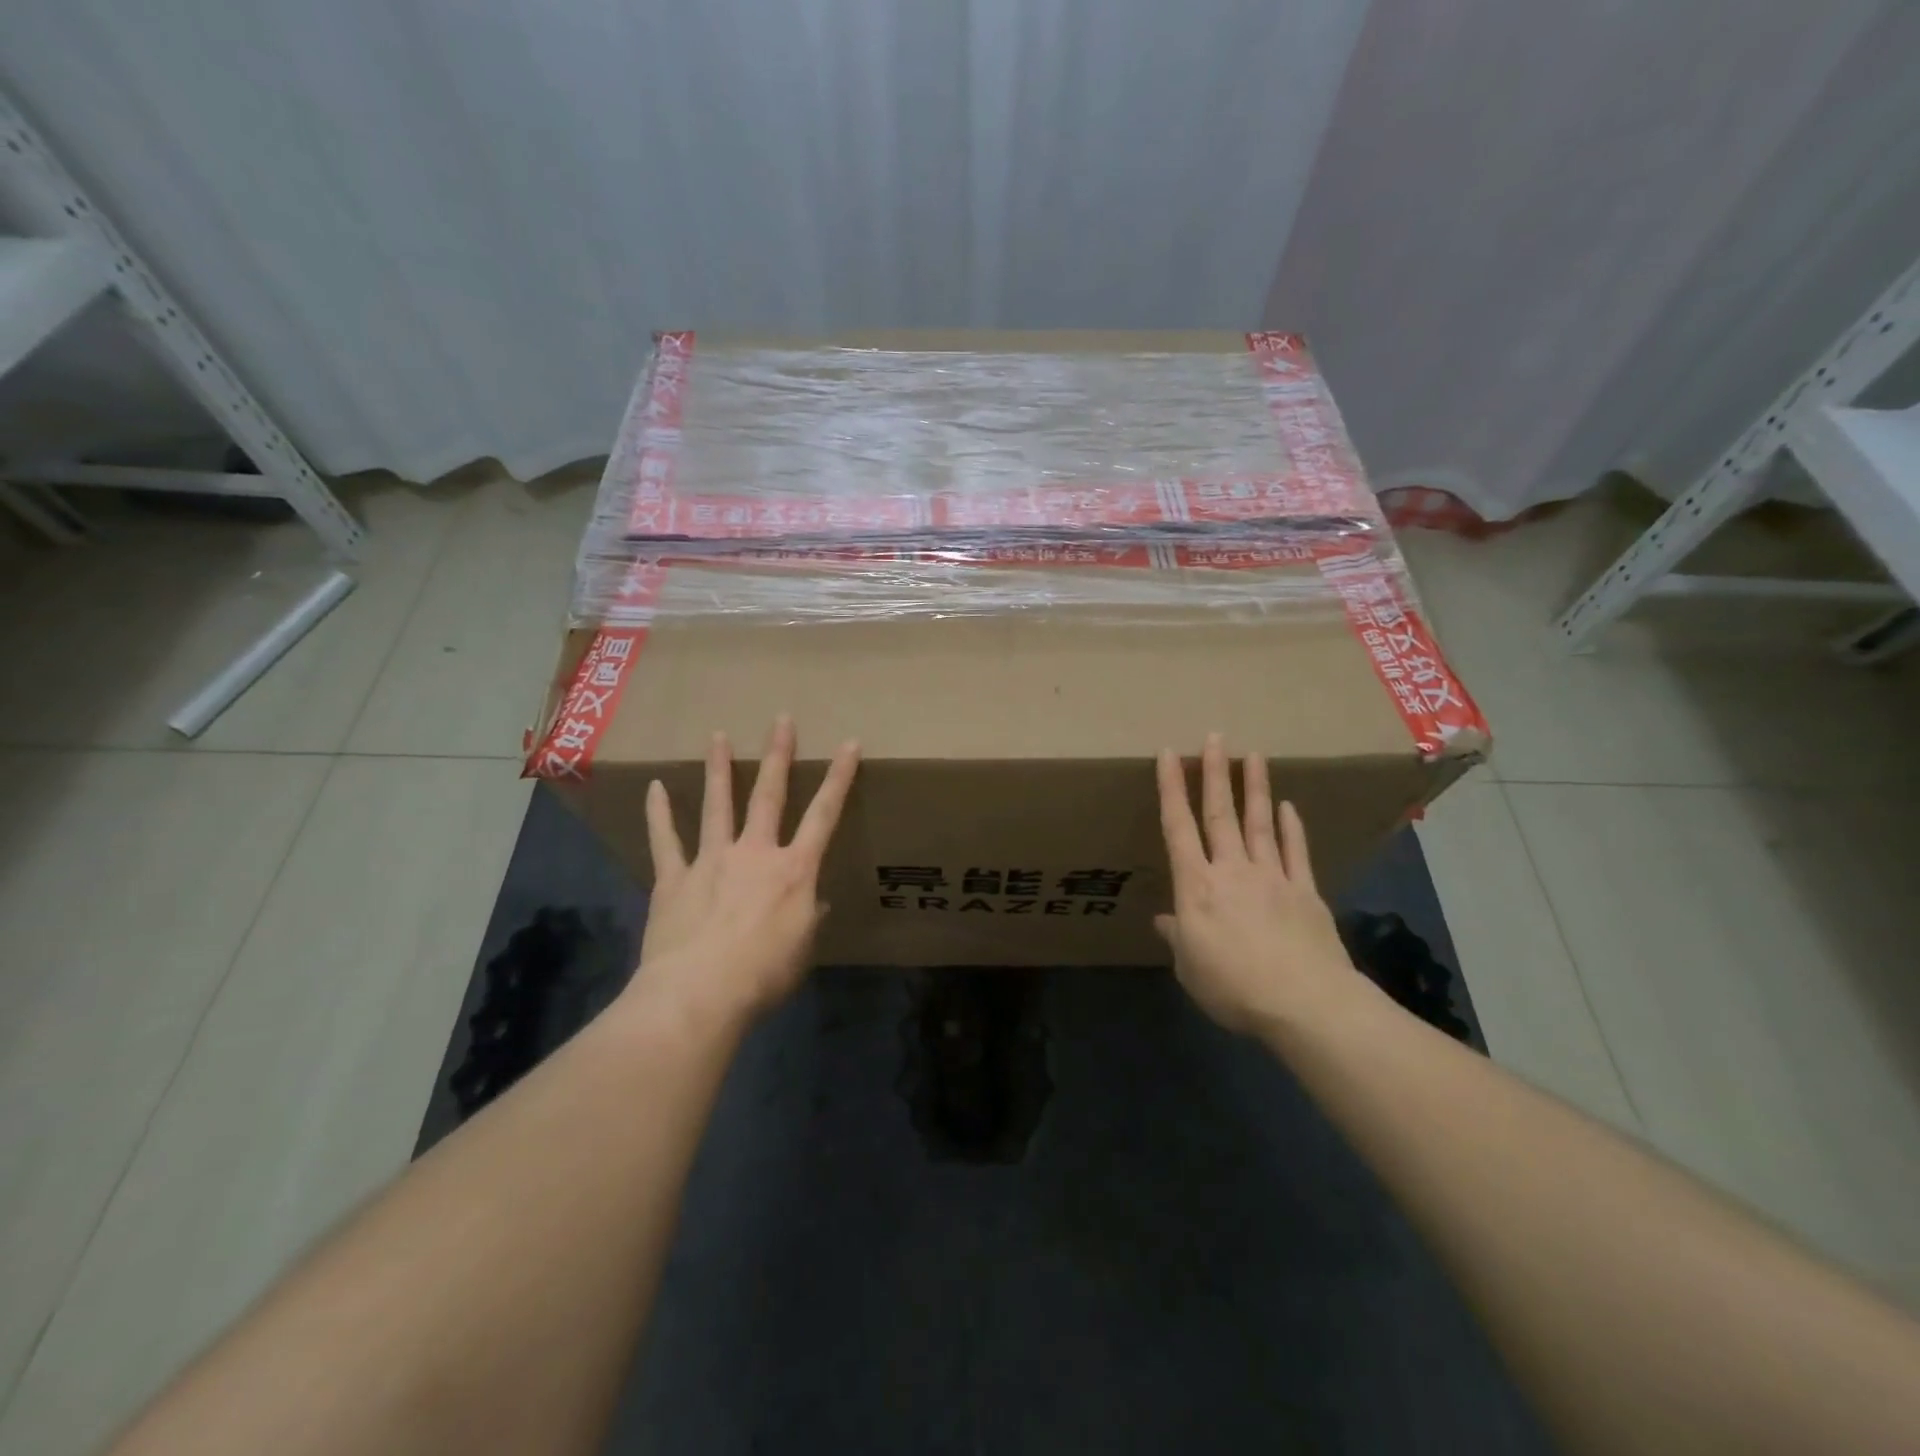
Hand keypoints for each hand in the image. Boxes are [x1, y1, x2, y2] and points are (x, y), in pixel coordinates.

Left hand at [630, 715, 858, 1028]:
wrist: (699, 994)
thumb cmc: (763, 976)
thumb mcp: (802, 951)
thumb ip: (808, 920)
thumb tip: (813, 903)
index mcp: (794, 871)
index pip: (824, 815)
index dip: (839, 777)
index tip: (849, 743)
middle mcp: (755, 853)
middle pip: (768, 795)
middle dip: (777, 755)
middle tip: (780, 720)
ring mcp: (712, 861)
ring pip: (718, 805)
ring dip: (719, 769)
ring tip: (718, 736)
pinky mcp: (675, 879)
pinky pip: (666, 841)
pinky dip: (659, 814)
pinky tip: (655, 788)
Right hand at [1155, 733, 1363, 1034]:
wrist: (1304, 1004)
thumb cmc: (1233, 987)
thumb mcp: (1189, 968)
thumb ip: (1177, 938)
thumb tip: (1164, 921)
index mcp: (1196, 887)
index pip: (1178, 828)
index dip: (1171, 789)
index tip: (1169, 754)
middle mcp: (1232, 870)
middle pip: (1220, 814)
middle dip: (1215, 773)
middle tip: (1216, 737)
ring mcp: (1273, 877)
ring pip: (1259, 823)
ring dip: (1254, 788)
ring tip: (1254, 755)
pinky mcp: (1305, 892)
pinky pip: (1295, 852)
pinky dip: (1290, 828)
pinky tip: (1287, 807)